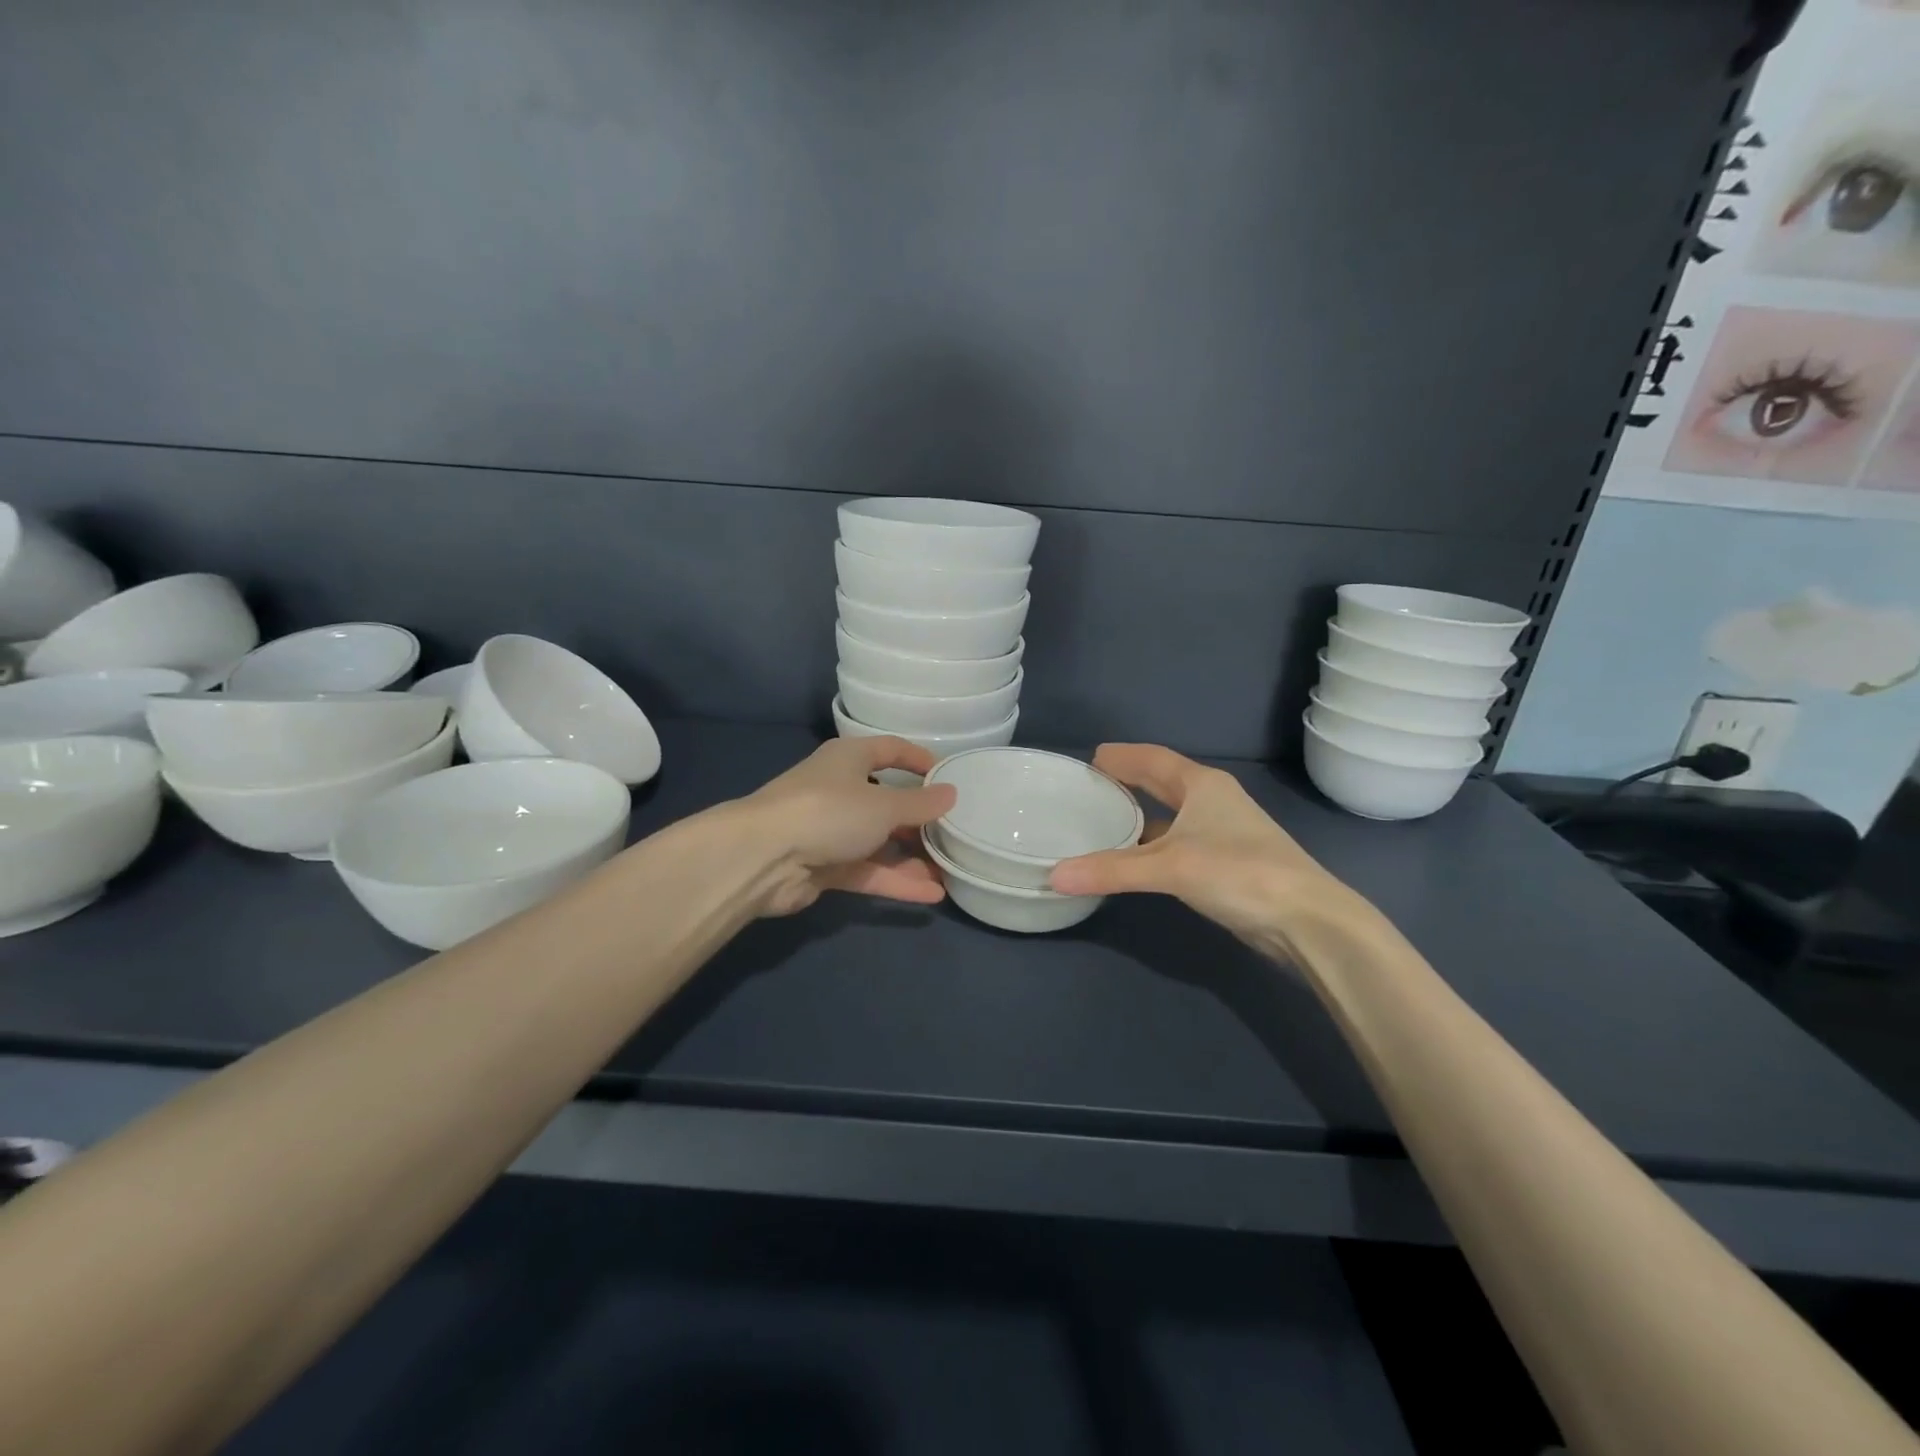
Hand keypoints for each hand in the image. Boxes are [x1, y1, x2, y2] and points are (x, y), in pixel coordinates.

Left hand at [735, 737, 957, 916]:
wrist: (763, 858)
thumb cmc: (829, 812)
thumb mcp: (884, 805)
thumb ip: (920, 804)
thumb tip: (951, 793)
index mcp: (849, 759)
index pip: (890, 749)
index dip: (918, 759)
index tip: (947, 776)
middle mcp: (840, 790)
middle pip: (887, 802)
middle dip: (920, 820)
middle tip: (955, 833)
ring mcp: (831, 831)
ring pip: (879, 842)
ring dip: (912, 858)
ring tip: (950, 872)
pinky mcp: (825, 867)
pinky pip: (868, 871)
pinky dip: (895, 881)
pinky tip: (930, 895)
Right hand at [1049, 743, 1372, 948]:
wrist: (1307, 919)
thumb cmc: (1239, 872)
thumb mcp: (1170, 866)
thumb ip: (1112, 870)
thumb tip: (1054, 875)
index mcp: (1202, 785)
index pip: (1153, 759)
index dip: (1123, 756)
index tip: (1092, 757)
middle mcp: (1214, 801)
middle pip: (1164, 781)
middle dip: (1131, 780)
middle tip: (1093, 784)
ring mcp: (1224, 833)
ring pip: (1173, 815)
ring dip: (1142, 815)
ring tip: (1105, 820)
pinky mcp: (1227, 863)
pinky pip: (1180, 842)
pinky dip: (1155, 845)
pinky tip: (1136, 860)